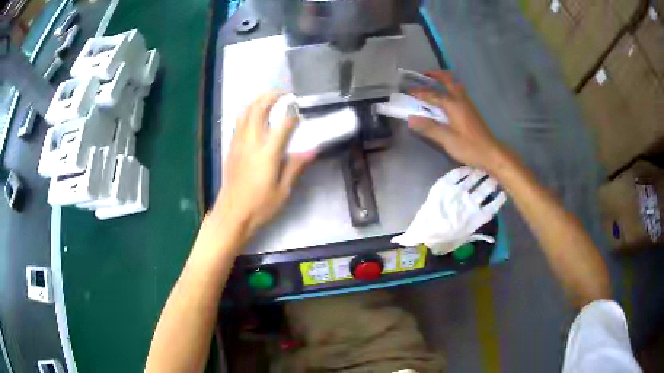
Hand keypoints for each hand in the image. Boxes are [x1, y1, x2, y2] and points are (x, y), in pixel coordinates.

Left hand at [214, 92, 313, 242]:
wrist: (232, 214)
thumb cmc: (260, 206)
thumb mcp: (283, 190)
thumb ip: (296, 166)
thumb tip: (312, 149)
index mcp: (267, 153)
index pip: (283, 124)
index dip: (293, 112)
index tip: (300, 107)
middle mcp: (251, 142)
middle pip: (259, 109)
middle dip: (271, 96)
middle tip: (284, 94)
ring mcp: (238, 143)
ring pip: (245, 112)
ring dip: (257, 100)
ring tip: (269, 99)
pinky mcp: (231, 148)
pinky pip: (238, 122)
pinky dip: (247, 112)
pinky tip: (253, 115)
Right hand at [408, 71, 510, 173]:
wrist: (491, 153)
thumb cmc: (469, 147)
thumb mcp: (447, 140)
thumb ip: (429, 128)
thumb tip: (410, 119)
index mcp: (453, 104)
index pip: (432, 94)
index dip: (418, 92)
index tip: (406, 90)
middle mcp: (460, 99)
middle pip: (447, 79)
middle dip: (434, 74)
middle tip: (422, 75)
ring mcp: (467, 103)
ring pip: (454, 84)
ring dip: (442, 80)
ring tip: (431, 83)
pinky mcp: (470, 110)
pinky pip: (457, 92)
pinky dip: (448, 88)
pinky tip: (444, 98)